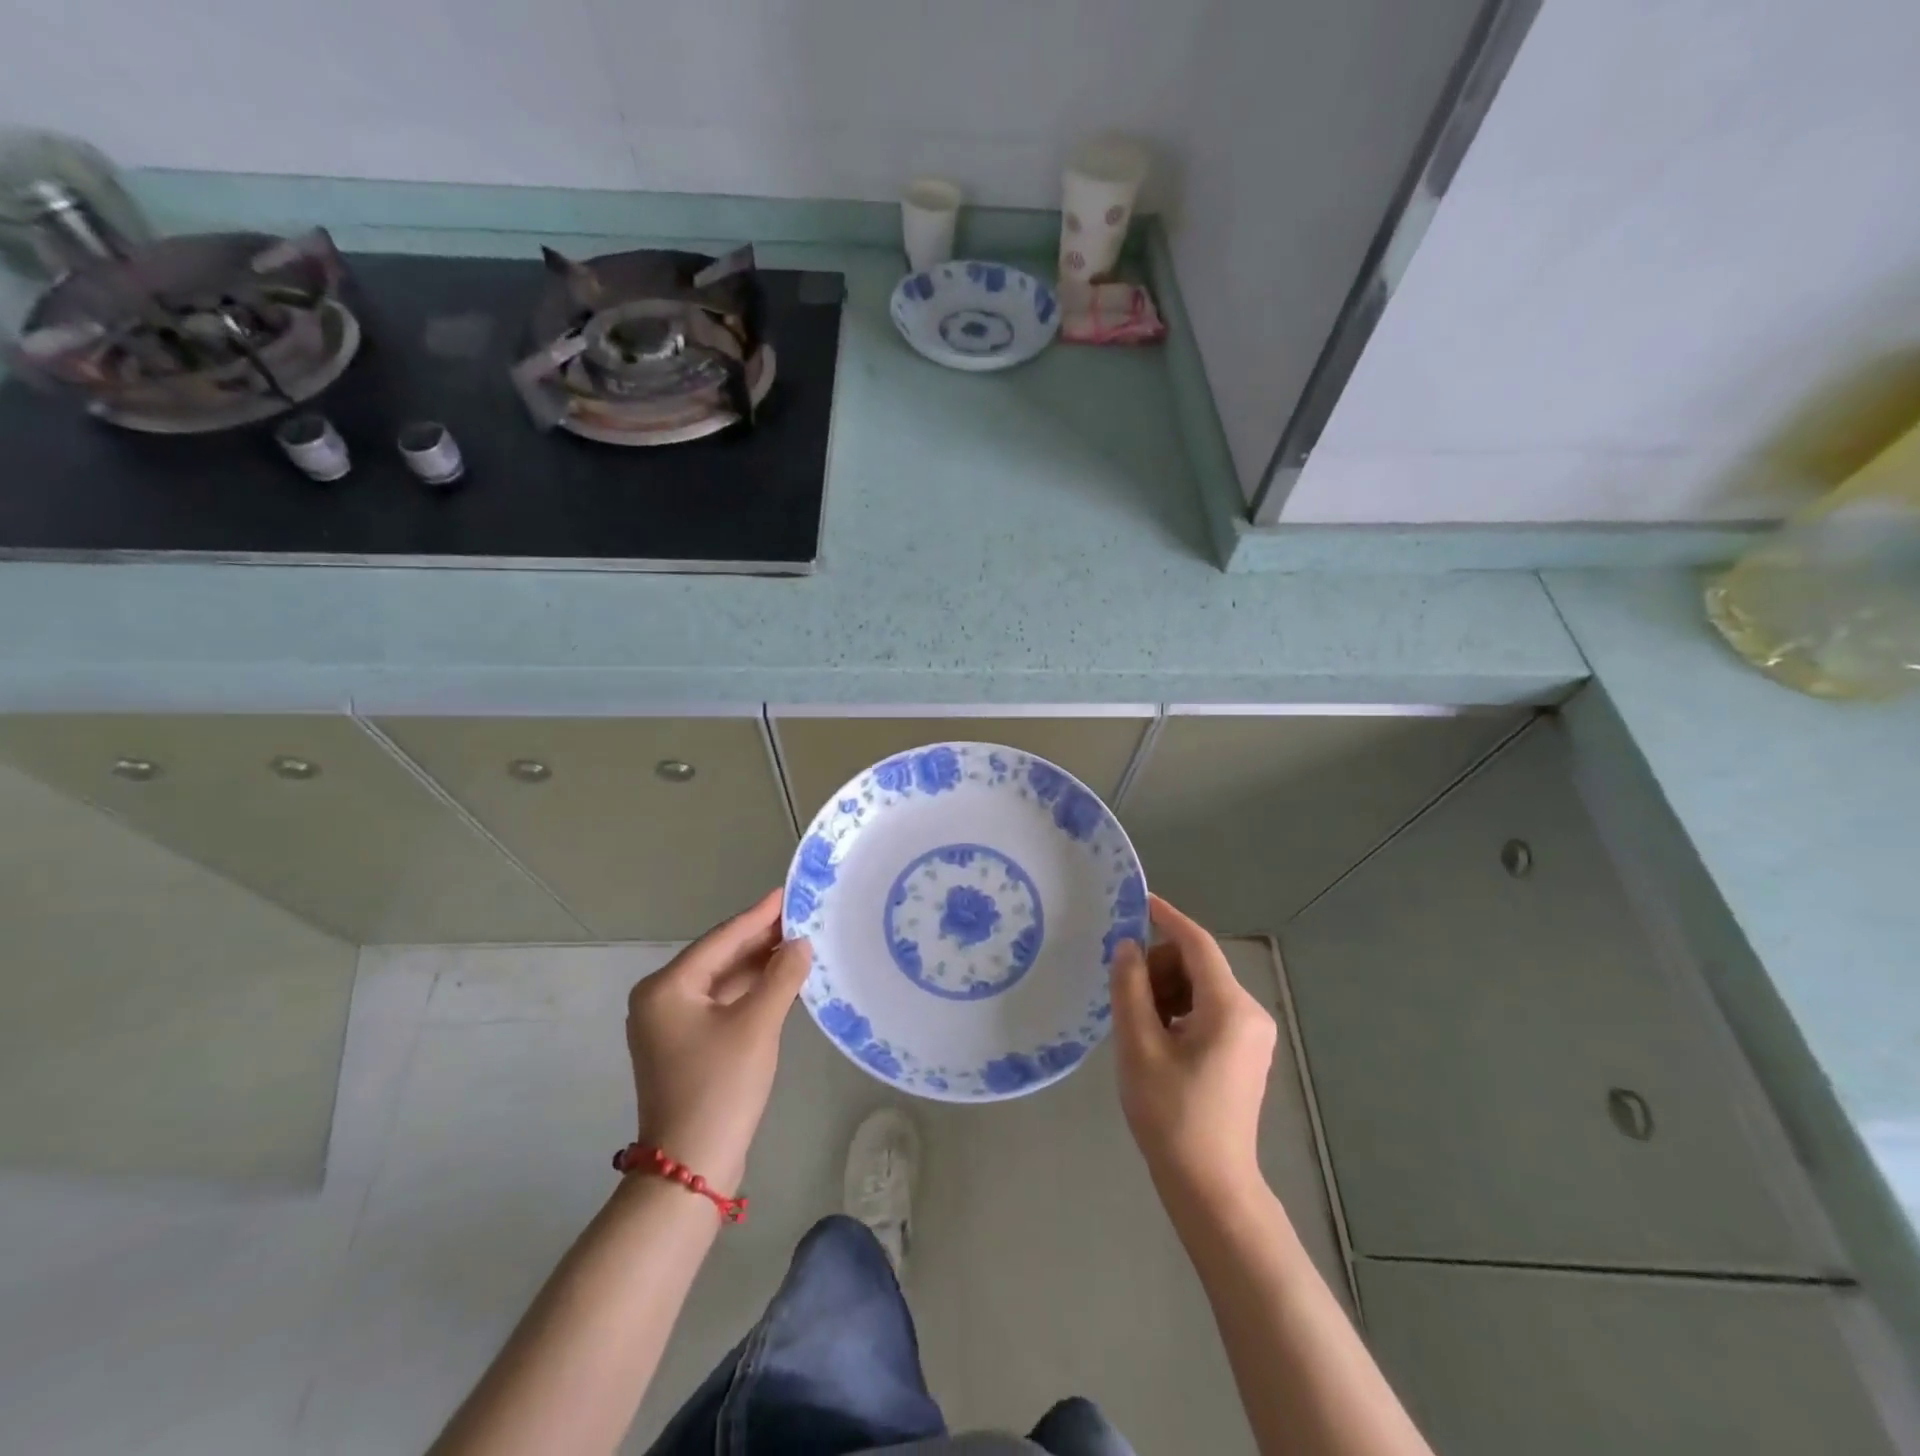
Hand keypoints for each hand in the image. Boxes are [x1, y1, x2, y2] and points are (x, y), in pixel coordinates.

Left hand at [626, 888, 811, 1190]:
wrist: (690, 1168)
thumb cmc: (720, 1087)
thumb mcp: (757, 1025)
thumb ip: (782, 976)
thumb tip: (801, 943)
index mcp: (667, 987)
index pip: (722, 938)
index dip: (760, 915)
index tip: (790, 892)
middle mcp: (662, 999)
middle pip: (720, 957)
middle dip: (762, 939)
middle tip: (804, 916)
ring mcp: (671, 1025)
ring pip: (723, 982)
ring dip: (760, 966)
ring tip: (801, 943)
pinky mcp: (686, 1046)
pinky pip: (723, 1005)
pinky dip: (752, 992)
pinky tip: (783, 981)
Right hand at [1111, 894, 1276, 1205]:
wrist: (1210, 1185)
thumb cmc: (1171, 1115)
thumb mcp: (1139, 1046)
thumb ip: (1130, 988)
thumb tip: (1128, 946)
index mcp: (1229, 1007)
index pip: (1198, 944)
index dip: (1167, 918)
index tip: (1138, 900)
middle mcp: (1249, 1011)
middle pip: (1198, 965)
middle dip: (1159, 968)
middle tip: (1126, 998)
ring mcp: (1252, 1033)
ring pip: (1201, 987)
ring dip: (1166, 991)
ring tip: (1139, 1027)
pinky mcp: (1246, 1050)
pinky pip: (1208, 1009)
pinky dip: (1180, 1010)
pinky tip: (1157, 1039)